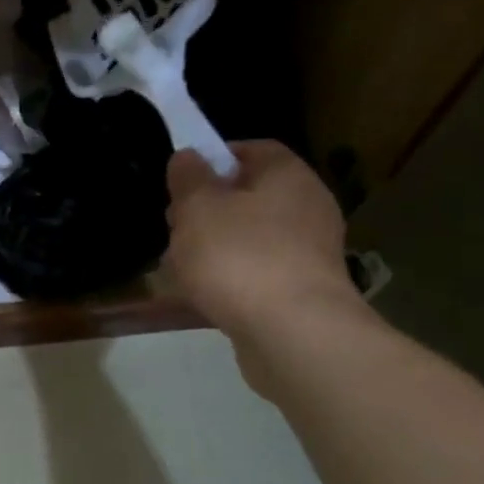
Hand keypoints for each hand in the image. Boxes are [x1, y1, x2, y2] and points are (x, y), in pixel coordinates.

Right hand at [165, 142, 359, 350]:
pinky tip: (205, 296)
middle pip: (249, 196)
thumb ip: (189, 179)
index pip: (251, 149)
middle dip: (207, 210)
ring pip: (250, 237)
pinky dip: (232, 279)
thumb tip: (188, 156)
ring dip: (215, 248)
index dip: (213, 158)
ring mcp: (309, 252)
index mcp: (287, 175)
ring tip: (180, 268)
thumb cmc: (240, 257)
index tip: (180, 181)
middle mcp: (307, 206)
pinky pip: (258, 272)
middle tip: (174, 229)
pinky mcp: (303, 291)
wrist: (293, 333)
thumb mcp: (198, 209)